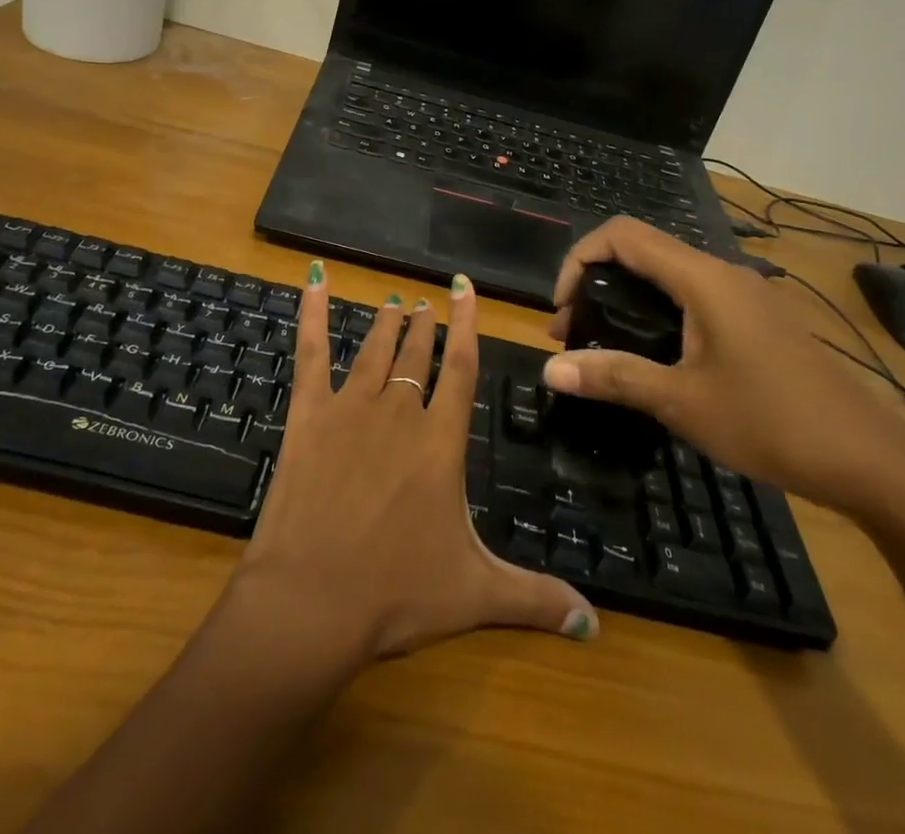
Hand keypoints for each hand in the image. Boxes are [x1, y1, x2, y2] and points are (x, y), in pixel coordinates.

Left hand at [230, 264, 598, 662]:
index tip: (464, 287)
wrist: (311, 601)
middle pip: (418, 356)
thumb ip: (536, 599)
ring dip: (387, 325)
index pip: (461, 368)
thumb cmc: (396, 593)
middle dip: (425, 326)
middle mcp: (399, 413)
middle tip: (426, 302)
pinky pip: (311, 354)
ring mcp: (350, 409)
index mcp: (440, 442)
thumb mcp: (475, 596)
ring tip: (395, 303)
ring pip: (375, 351)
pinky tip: (313, 281)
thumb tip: (595, 624)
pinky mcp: (308, 416)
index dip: (466, 325)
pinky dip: (312, 314)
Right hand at [542, 218, 904, 515]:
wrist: (870, 458)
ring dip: (627, 298)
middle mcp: (722, 273)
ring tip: (603, 346)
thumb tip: (550, 370)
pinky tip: (655, 356)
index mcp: (702, 279)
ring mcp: (745, 295)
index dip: (580, 258)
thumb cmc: (771, 422)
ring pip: (669, 275)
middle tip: (572, 332)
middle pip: (643, 250)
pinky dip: (658, 312)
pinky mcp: (758, 319)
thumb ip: (614, 377)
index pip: (623, 235)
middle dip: (597, 281)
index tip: (562, 308)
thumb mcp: (682, 402)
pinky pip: (694, 297)